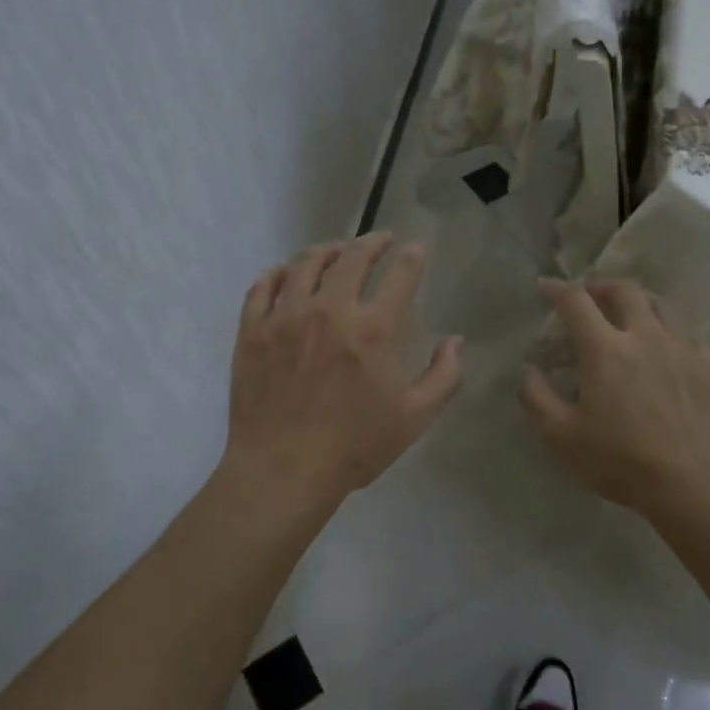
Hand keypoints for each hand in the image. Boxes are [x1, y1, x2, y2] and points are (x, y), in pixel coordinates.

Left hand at [225, 233, 463, 504]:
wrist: (283, 470)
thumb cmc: (354, 447)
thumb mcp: (414, 418)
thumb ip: (443, 376)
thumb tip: (456, 341)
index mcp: (373, 329)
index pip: (399, 275)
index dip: (411, 256)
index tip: (415, 248)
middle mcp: (330, 310)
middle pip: (352, 257)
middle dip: (371, 242)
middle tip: (380, 239)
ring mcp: (286, 316)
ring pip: (305, 263)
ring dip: (326, 250)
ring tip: (335, 250)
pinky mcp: (252, 330)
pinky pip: (263, 287)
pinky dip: (278, 273)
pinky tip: (286, 273)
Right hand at [519, 278, 709, 516]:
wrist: (695, 486)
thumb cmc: (621, 461)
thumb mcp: (561, 437)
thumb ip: (536, 398)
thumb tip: (528, 369)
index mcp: (605, 350)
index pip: (576, 301)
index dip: (556, 288)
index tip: (545, 286)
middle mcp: (645, 336)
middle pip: (624, 290)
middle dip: (600, 287)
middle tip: (589, 299)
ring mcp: (682, 348)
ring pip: (660, 304)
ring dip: (636, 301)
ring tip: (626, 315)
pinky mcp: (708, 366)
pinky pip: (685, 331)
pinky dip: (666, 328)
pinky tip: (662, 347)